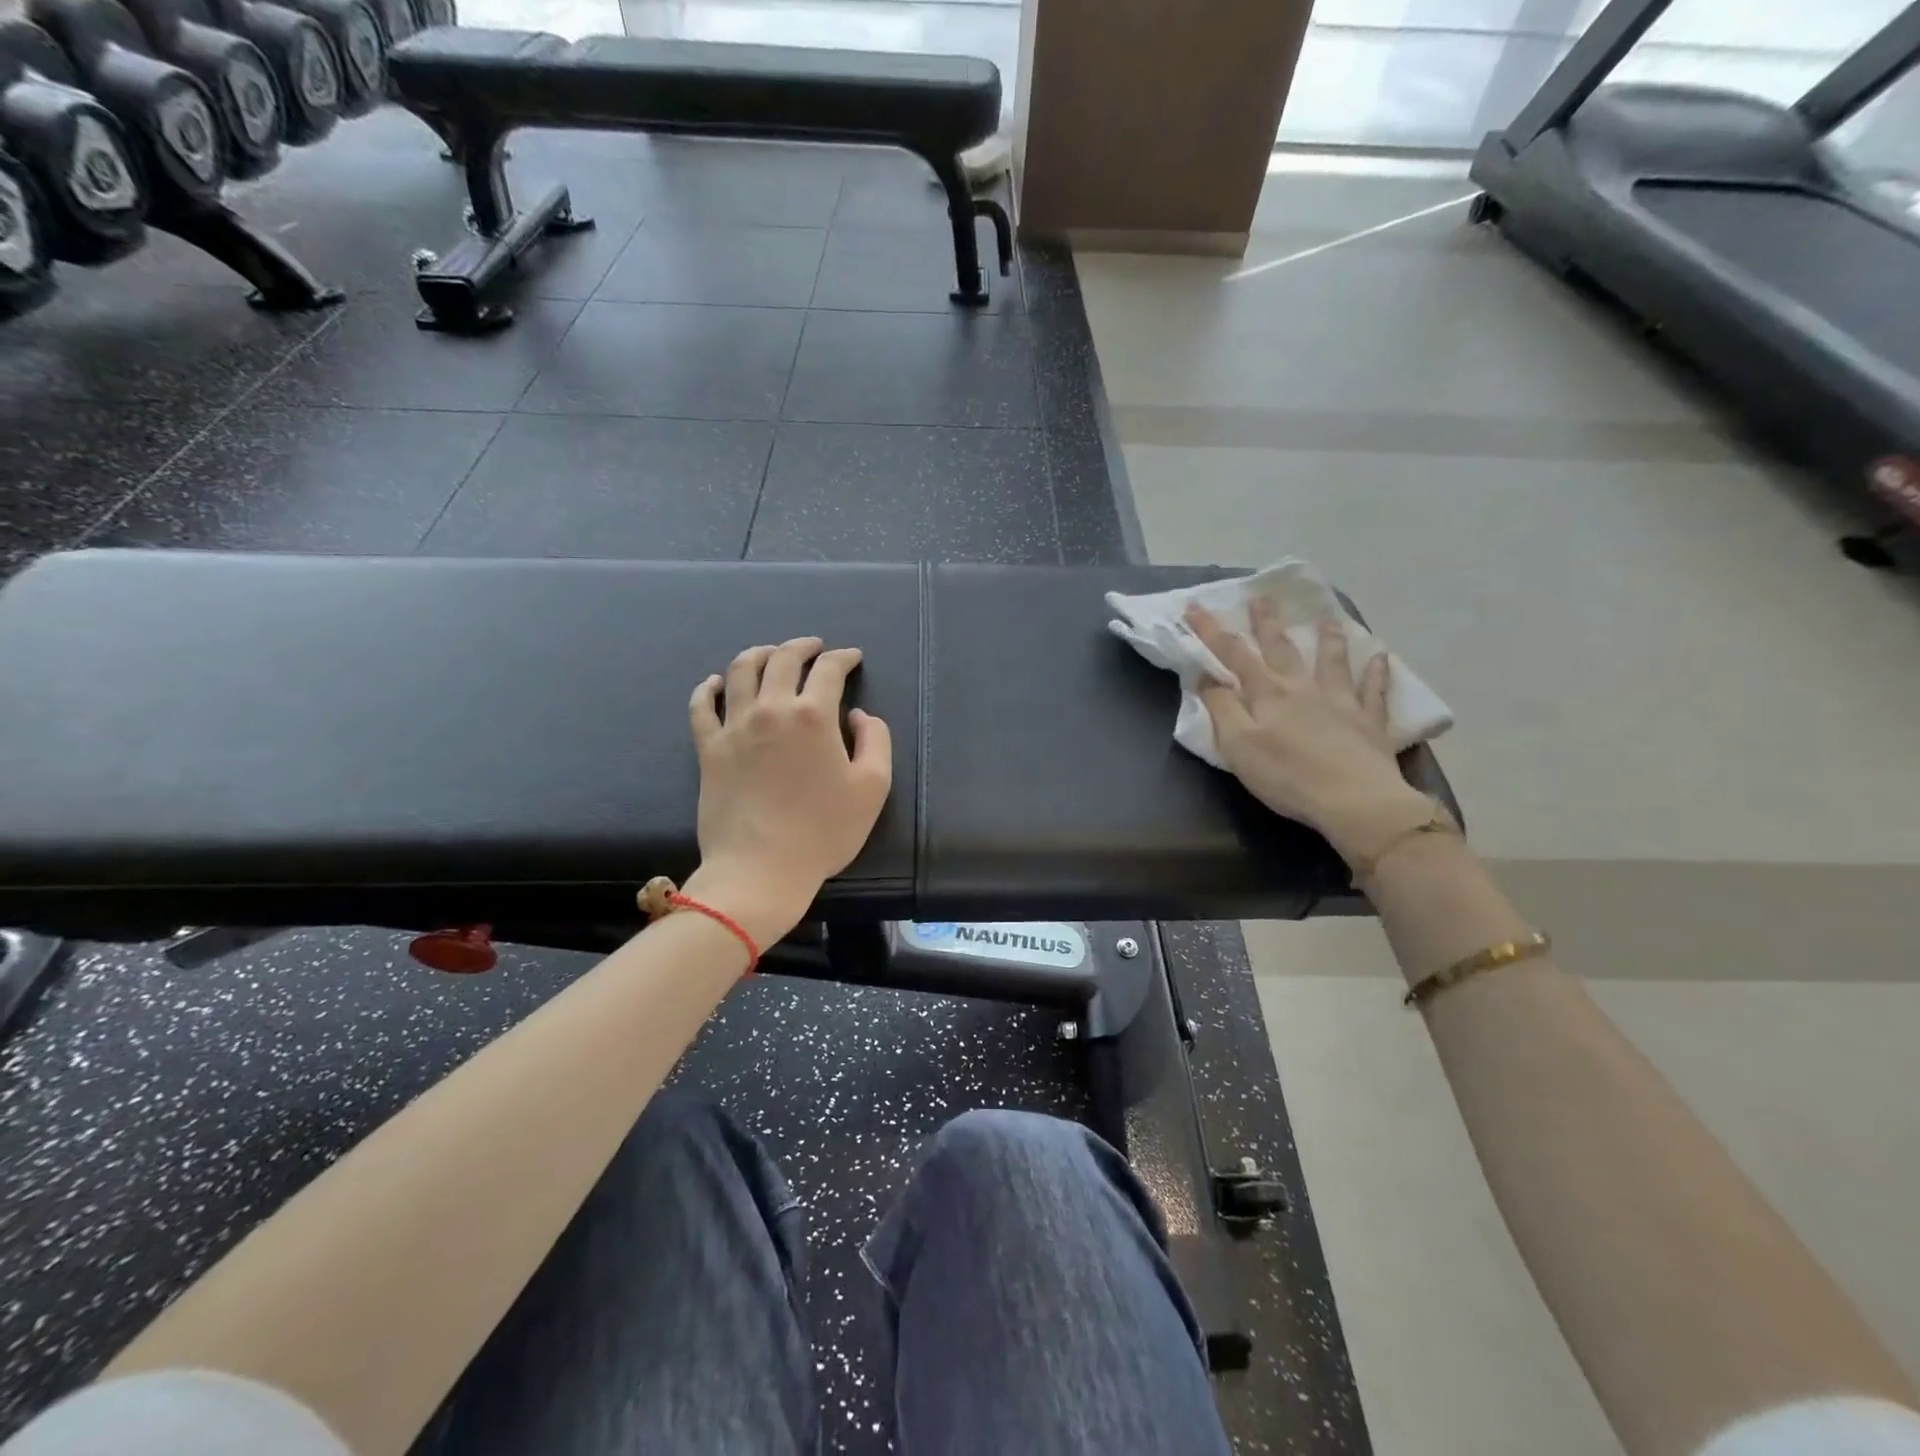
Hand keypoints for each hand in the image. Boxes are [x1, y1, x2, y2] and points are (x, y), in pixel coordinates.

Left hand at [686, 637, 892, 944]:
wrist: (760, 869)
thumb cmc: (823, 831)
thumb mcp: (872, 787)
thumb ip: (876, 741)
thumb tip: (858, 715)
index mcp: (813, 715)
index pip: (829, 670)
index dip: (844, 657)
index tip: (852, 657)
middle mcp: (771, 709)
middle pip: (783, 659)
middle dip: (802, 646)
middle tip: (814, 647)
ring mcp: (734, 727)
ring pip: (740, 671)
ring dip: (759, 654)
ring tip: (770, 653)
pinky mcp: (709, 749)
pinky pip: (701, 706)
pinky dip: (708, 687)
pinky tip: (715, 682)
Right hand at [1184, 599, 1436, 866]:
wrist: (1354, 800)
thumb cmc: (1286, 776)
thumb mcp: (1238, 746)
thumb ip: (1221, 709)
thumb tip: (1205, 678)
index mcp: (1267, 694)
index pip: (1233, 655)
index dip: (1211, 631)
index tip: (1195, 607)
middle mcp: (1302, 688)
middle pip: (1281, 648)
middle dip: (1266, 623)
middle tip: (1261, 598)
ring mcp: (1340, 701)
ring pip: (1331, 661)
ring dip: (1327, 638)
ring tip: (1326, 618)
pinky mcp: (1369, 721)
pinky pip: (1374, 690)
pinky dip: (1376, 672)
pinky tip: (1380, 657)